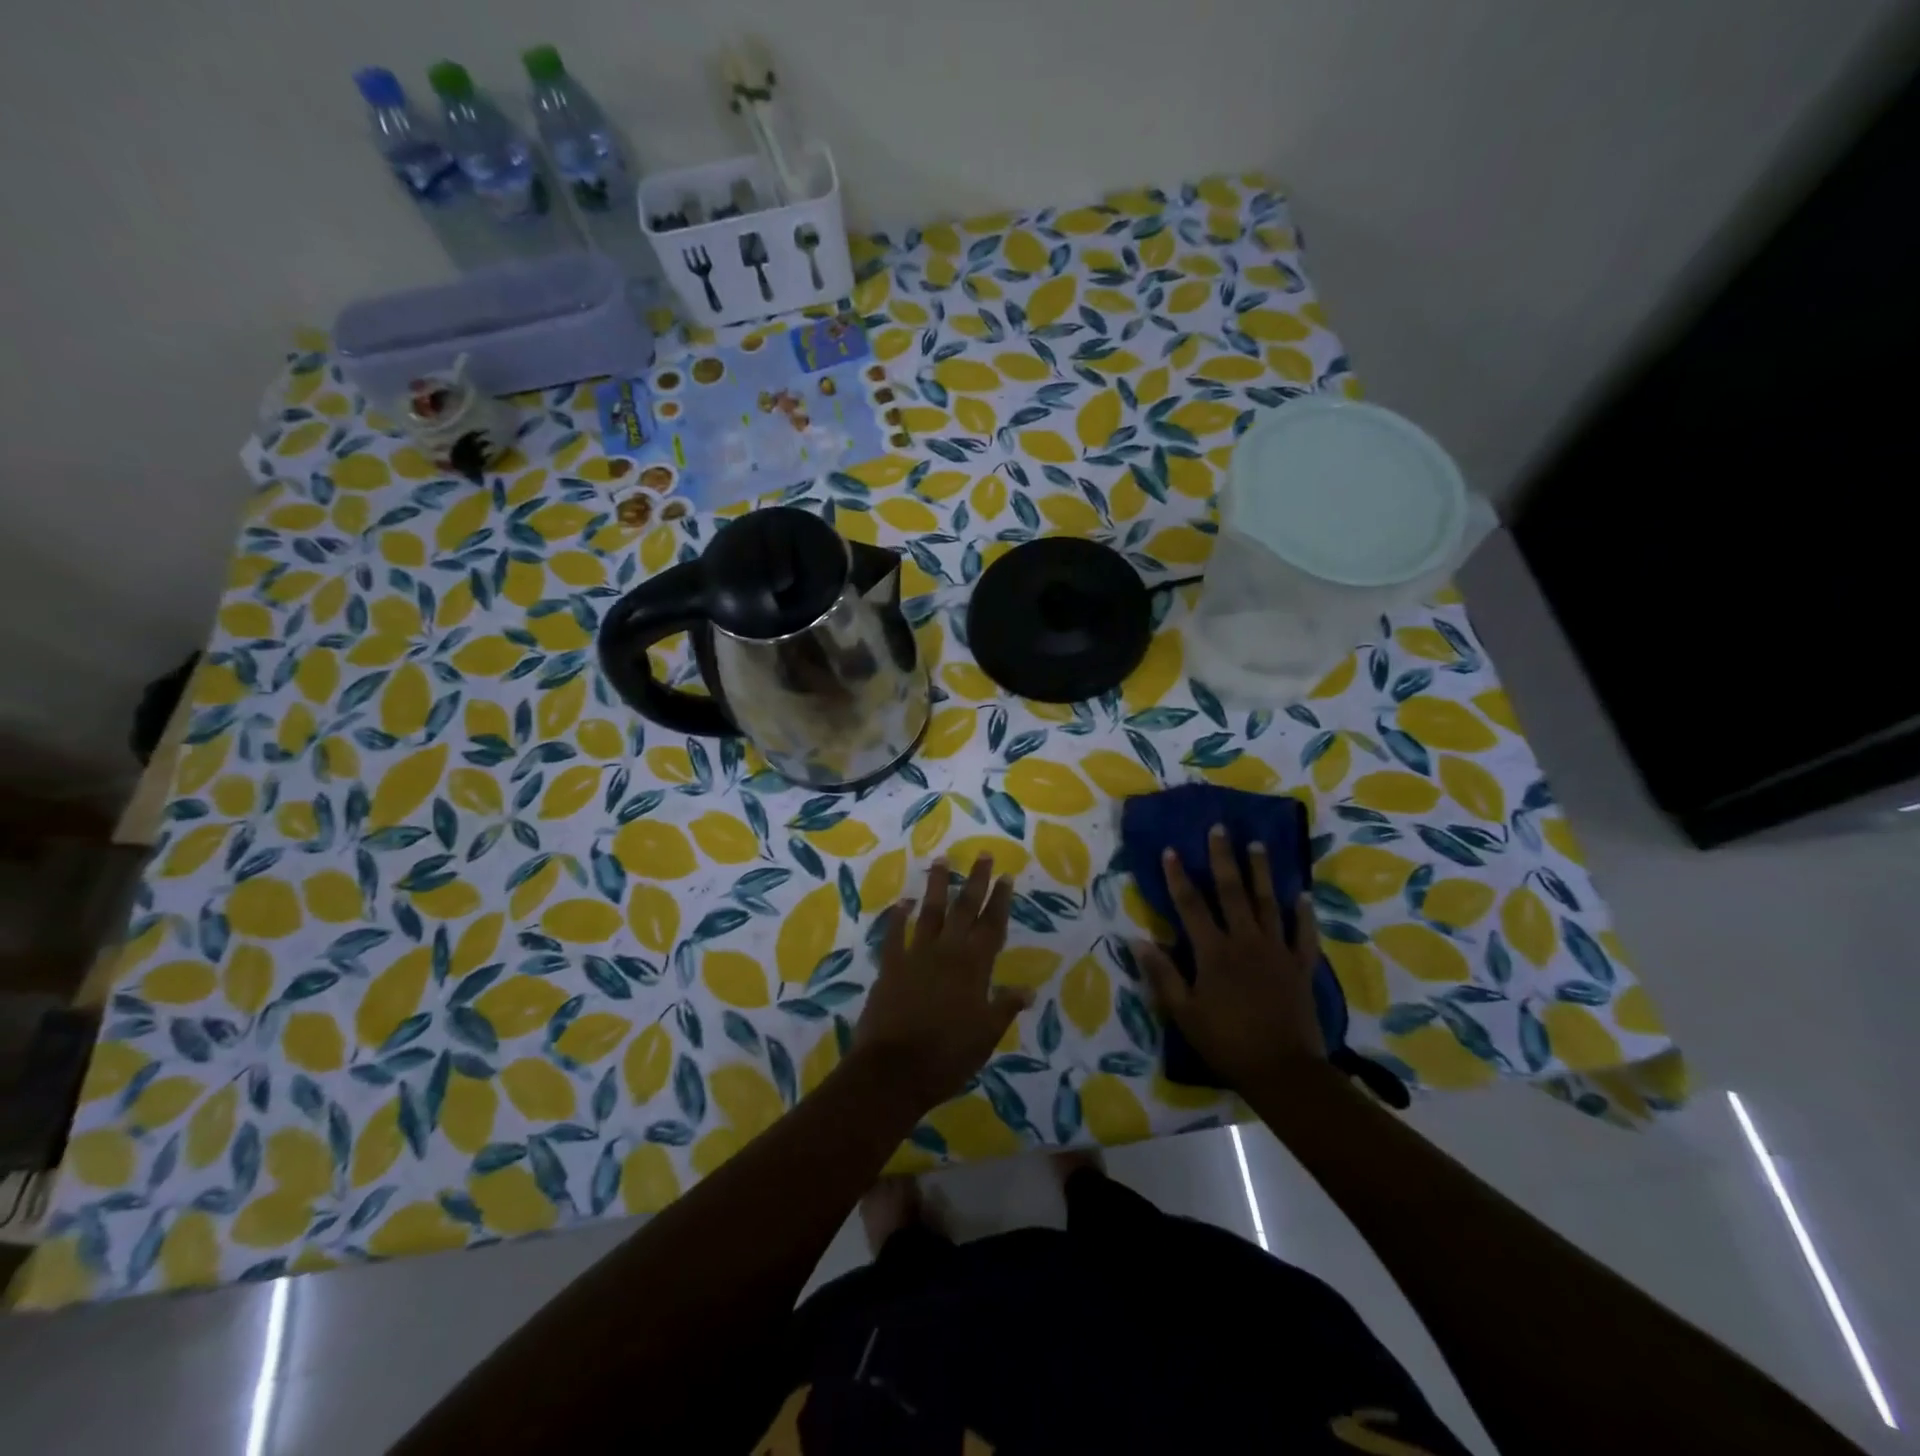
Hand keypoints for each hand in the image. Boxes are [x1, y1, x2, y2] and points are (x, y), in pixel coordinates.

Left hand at [852, 856, 1031, 1112]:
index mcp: (974, 967)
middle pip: (964, 909)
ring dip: (937, 886)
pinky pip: (894, 935)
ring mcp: (915, 956)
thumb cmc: (948, 1056)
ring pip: (929, 912)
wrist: (893, 1071)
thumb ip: (1005, 1007)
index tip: (1005, 876)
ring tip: (941, 860)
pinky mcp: (889, 967)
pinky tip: (902, 902)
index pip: (992, 926)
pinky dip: (898, 917)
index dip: (1000, 900)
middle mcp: (947, 952)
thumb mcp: (986, 1036)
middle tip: (982, 854)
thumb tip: (1028, 990)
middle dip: (975, 880)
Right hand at [1135, 825, 1325, 1091]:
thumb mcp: (1183, 1013)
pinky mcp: (1300, 966)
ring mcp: (1276, 951)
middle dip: (1223, 858)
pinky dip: (1303, 913)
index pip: (1190, 905)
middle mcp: (1245, 941)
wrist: (1282, 1070)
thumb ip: (1162, 975)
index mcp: (1213, 952)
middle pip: (1232, 892)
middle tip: (1220, 829)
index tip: (1171, 849)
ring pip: (1268, 903)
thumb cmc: (1226, 1041)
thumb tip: (1137, 940)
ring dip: (1261, 872)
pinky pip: (1303, 934)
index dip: (1178, 876)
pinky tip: (1303, 895)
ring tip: (1258, 845)